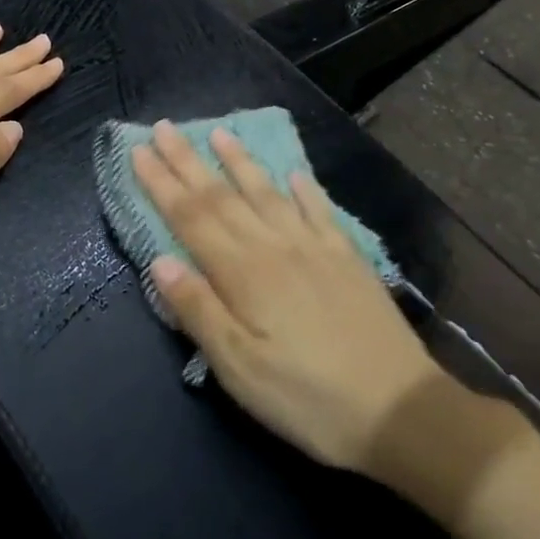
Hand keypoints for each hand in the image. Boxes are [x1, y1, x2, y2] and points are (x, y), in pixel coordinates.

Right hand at [131, 122, 439, 473]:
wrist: (401, 411)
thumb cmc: (307, 398)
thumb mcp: (239, 369)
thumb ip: (198, 310)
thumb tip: (160, 261)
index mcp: (243, 272)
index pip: (190, 217)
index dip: (161, 183)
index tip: (138, 152)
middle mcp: (274, 247)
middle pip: (222, 196)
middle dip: (187, 161)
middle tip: (162, 127)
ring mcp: (314, 248)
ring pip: (267, 193)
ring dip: (239, 161)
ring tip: (219, 132)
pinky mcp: (347, 259)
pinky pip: (320, 211)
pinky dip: (304, 189)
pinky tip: (294, 174)